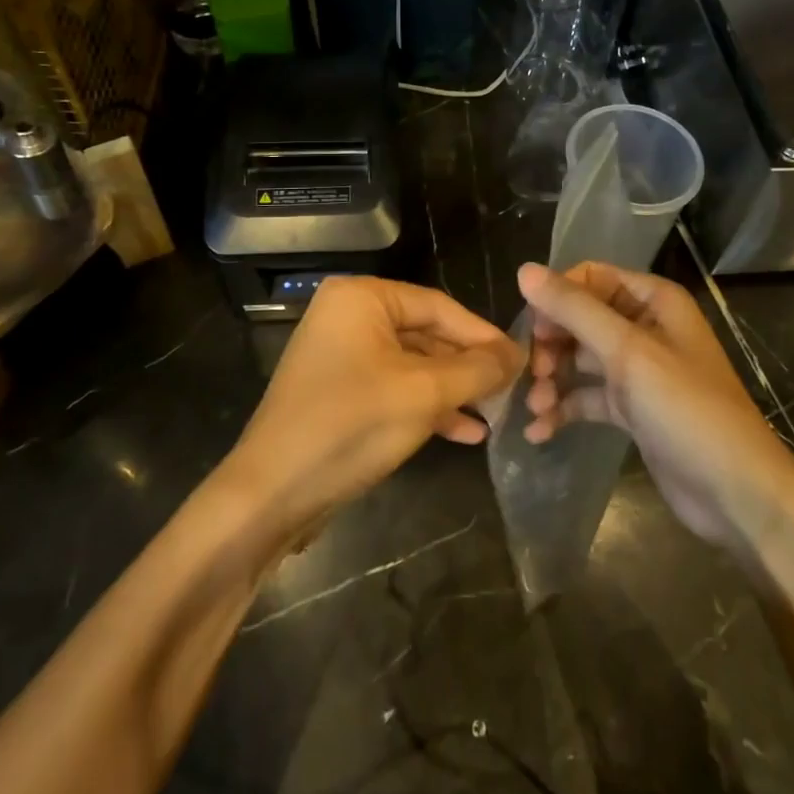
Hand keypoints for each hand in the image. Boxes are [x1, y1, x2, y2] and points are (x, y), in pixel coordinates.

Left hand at [230, 276, 523, 526]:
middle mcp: (348, 316)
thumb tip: (517, 355)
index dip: (483, 335)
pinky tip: (465, 433)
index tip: (522, 362)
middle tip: (512, 391)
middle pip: (426, 334)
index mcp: (362, 298)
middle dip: (468, 366)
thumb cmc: (350, 426)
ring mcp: (341, 356)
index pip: (439, 306)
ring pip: (413, 365)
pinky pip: (393, 388)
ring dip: (453, 390)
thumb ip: (476, 370)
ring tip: (494, 414)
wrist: (270, 495)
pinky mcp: (339, 392)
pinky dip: (427, 407)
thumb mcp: (423, 394)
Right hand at [517, 261, 793, 550]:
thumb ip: (574, 310)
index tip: (535, 330)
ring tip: (535, 406)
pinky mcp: (633, 409)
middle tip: (532, 372)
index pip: (591, 278)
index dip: (557, 298)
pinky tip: (539, 431)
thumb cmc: (686, 409)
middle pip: (580, 318)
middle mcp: (645, 327)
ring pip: (580, 359)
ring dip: (553, 378)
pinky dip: (563, 409)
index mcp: (653, 301)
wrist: (737, 493)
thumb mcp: (627, 352)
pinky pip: (588, 397)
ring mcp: (639, 370)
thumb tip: (524, 270)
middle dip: (551, 343)